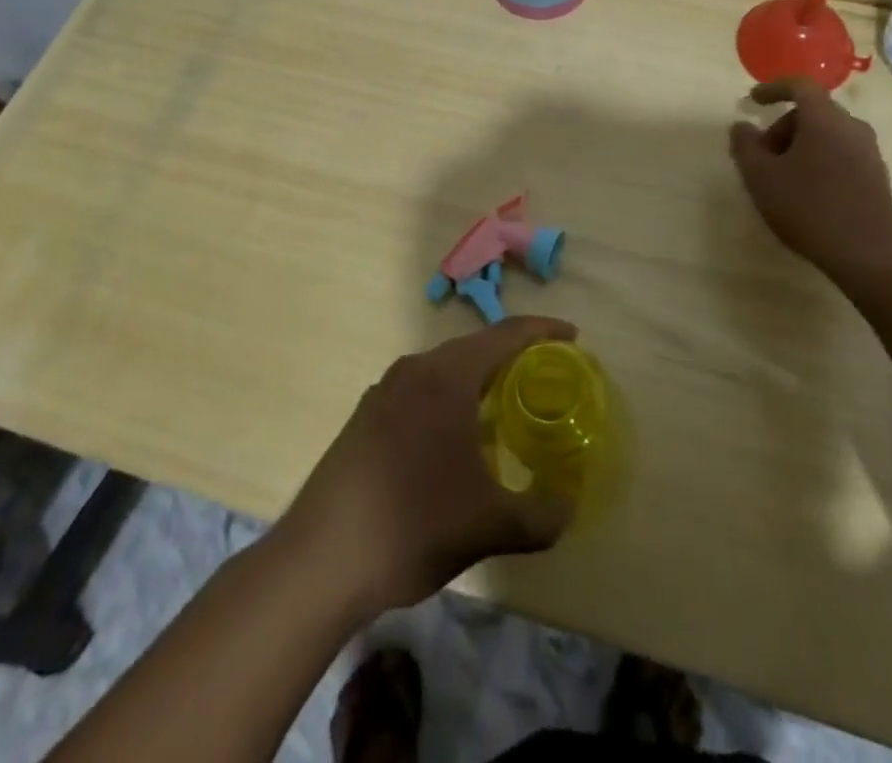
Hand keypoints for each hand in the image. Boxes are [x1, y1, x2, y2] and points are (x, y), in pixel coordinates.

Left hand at [276, 317, 576, 615]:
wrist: (319, 561)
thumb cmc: (413, 526)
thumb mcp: (489, 526)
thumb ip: (541, 516)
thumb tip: (569, 507)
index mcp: (446, 376)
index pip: (505, 335)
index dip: (543, 331)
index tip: (572, 337)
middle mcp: (413, 370)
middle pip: (474, 349)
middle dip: (512, 358)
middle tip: (544, 380)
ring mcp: (383, 392)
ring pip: (443, 372)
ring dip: (477, 383)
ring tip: (504, 412)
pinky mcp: (364, 419)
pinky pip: (419, 393)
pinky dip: (448, 402)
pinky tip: (454, 444)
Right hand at [728, 78, 891, 291]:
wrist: (868, 254)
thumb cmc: (808, 208)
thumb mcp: (761, 177)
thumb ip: (745, 146)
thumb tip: (741, 126)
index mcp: (824, 119)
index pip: (799, 86)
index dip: (773, 88)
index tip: (753, 100)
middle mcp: (851, 127)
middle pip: (812, 112)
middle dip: (782, 127)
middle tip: (762, 156)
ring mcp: (869, 151)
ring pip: (827, 134)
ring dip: (800, 146)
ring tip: (782, 178)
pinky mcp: (877, 175)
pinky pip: (841, 153)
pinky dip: (819, 160)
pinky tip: (807, 192)